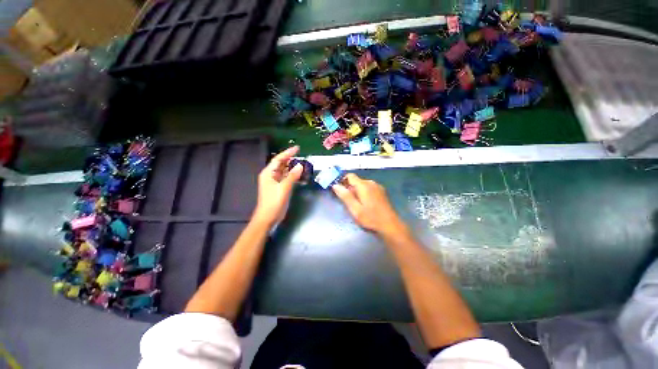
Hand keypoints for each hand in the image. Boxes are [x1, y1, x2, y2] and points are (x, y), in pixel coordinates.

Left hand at [253, 146, 302, 226]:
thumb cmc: (273, 202)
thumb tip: (300, 166)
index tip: (297, 148)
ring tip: (303, 164)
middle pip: (281, 164)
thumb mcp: (283, 188)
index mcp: (268, 173)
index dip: (288, 153)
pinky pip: (287, 178)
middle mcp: (271, 176)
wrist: (268, 218)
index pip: (278, 159)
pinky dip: (293, 176)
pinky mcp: (279, 188)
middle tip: (302, 156)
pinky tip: (300, 175)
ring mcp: (275, 182)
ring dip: (293, 168)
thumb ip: (292, 176)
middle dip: (291, 160)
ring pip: (285, 171)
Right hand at [332, 173, 406, 236]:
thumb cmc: (371, 218)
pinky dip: (364, 193)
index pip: (350, 176)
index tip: (340, 191)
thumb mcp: (355, 209)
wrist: (390, 225)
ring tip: (357, 205)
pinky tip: (366, 204)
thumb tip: (335, 185)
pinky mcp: (381, 191)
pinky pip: (369, 188)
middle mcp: (371, 182)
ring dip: (357, 191)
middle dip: (350, 189)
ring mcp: (377, 186)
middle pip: (356, 181)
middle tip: (348, 203)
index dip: (343, 181)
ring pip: (362, 185)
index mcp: (364, 185)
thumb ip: (345, 196)